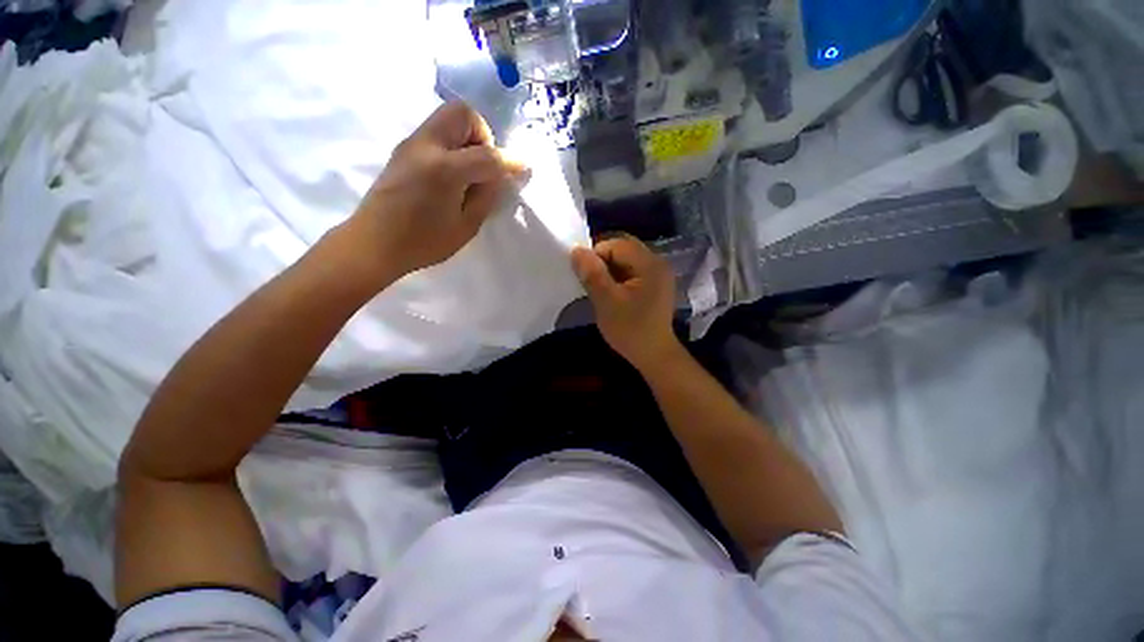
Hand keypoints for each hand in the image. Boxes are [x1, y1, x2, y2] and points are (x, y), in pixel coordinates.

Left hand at [347, 101, 525, 280]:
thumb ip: (487, 195)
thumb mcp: (466, 226)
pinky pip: (436, 132)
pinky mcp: (404, 149)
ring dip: (467, 139)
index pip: (487, 154)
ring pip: (447, 118)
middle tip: (484, 167)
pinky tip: (452, 174)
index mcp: (445, 169)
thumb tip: (502, 174)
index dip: (509, 161)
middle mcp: (426, 146)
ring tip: (469, 173)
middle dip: (482, 135)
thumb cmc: (424, 242)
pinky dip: (453, 144)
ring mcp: (411, 144)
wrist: (374, 243)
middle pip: (462, 113)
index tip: (522, 168)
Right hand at [571, 235, 680, 369]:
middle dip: (602, 262)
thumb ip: (592, 274)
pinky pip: (631, 272)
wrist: (654, 356)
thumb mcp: (606, 301)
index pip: (617, 244)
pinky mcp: (654, 286)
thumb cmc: (631, 330)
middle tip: (590, 281)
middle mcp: (657, 263)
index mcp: (649, 264)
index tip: (584, 275)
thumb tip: (576, 251)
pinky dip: (617, 278)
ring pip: (626, 261)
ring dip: (608, 270)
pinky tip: (611, 294)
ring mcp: (657, 275)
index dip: (596, 254)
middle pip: (623, 250)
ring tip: (599, 289)